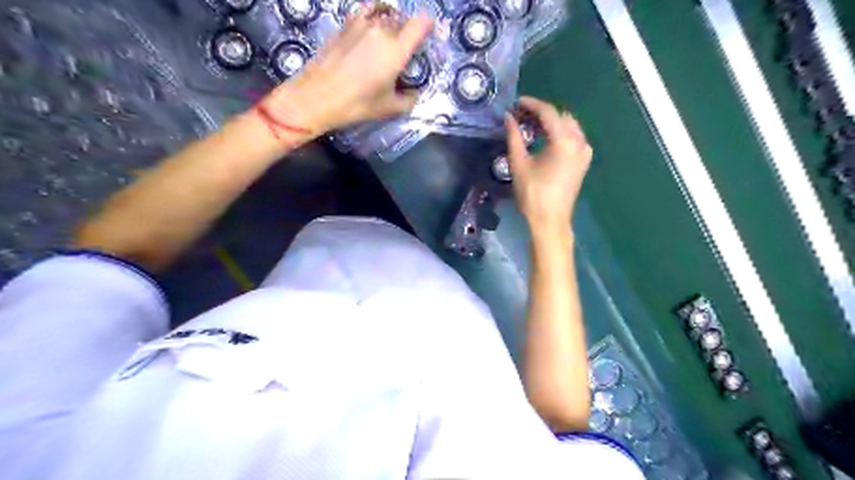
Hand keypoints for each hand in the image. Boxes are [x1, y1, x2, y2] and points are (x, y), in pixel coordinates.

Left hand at [262, 5, 434, 134]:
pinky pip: (366, 13)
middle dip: (409, 30)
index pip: (421, 23)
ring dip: (391, 23)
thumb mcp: (389, 108)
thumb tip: (414, 94)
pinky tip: (371, 30)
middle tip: (407, 48)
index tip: (428, 36)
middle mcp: (381, 30)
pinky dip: (373, 17)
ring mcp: (361, 24)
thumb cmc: (357, 104)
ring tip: (389, 40)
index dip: (429, 26)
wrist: (317, 96)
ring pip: (385, 14)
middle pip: (403, 19)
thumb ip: (408, 100)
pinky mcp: (345, 25)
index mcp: (396, 50)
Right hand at [503, 95, 591, 233]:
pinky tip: (543, 139)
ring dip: (550, 123)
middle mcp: (579, 142)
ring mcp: (584, 151)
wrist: (550, 220)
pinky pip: (573, 137)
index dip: (531, 104)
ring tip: (529, 127)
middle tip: (521, 116)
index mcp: (564, 141)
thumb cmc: (533, 194)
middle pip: (560, 116)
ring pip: (568, 126)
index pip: (548, 112)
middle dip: (541, 113)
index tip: (516, 103)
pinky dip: (558, 133)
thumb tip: (508, 117)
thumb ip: (514, 137)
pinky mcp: (583, 161)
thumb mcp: (519, 164)